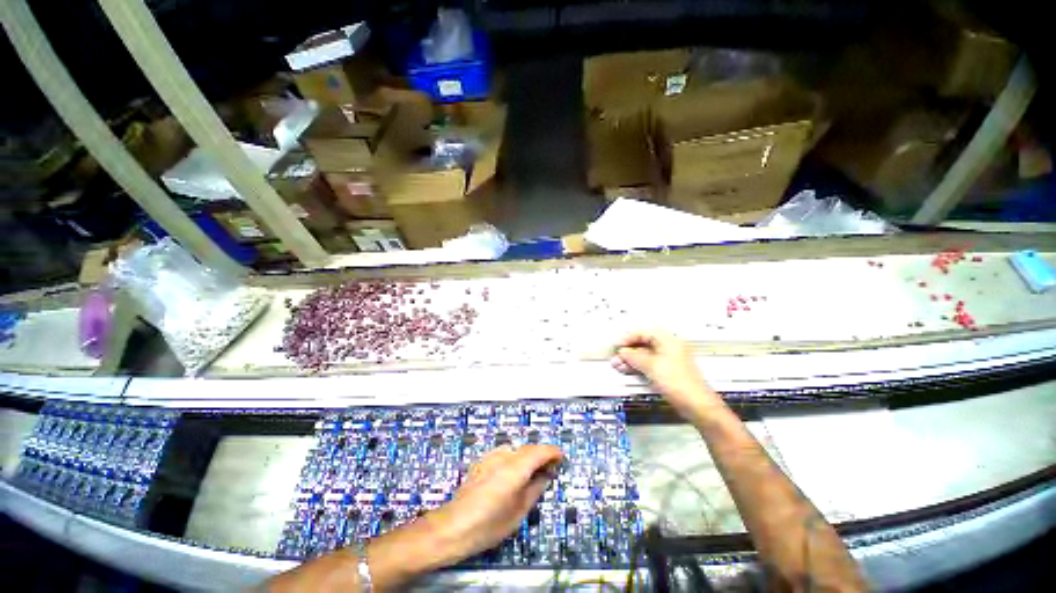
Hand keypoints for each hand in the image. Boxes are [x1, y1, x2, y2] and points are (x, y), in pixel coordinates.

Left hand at [419, 444, 562, 565]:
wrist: (454, 526)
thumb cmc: (489, 523)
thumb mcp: (519, 511)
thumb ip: (535, 489)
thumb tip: (545, 476)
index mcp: (516, 466)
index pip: (540, 451)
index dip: (553, 452)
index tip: (561, 456)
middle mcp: (504, 456)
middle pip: (528, 448)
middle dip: (541, 455)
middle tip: (550, 468)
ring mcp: (490, 457)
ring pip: (515, 450)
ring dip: (527, 457)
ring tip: (532, 472)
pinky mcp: (482, 462)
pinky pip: (504, 455)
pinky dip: (514, 459)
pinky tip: (512, 475)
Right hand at [611, 330, 721, 417]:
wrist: (696, 405)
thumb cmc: (678, 382)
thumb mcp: (651, 366)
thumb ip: (633, 356)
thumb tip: (622, 352)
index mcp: (669, 340)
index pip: (643, 333)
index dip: (628, 338)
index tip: (617, 346)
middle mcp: (670, 347)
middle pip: (644, 344)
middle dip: (628, 350)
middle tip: (616, 357)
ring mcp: (670, 360)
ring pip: (646, 355)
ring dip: (631, 359)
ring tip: (618, 365)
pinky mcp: (669, 372)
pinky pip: (650, 364)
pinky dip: (638, 366)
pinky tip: (629, 370)